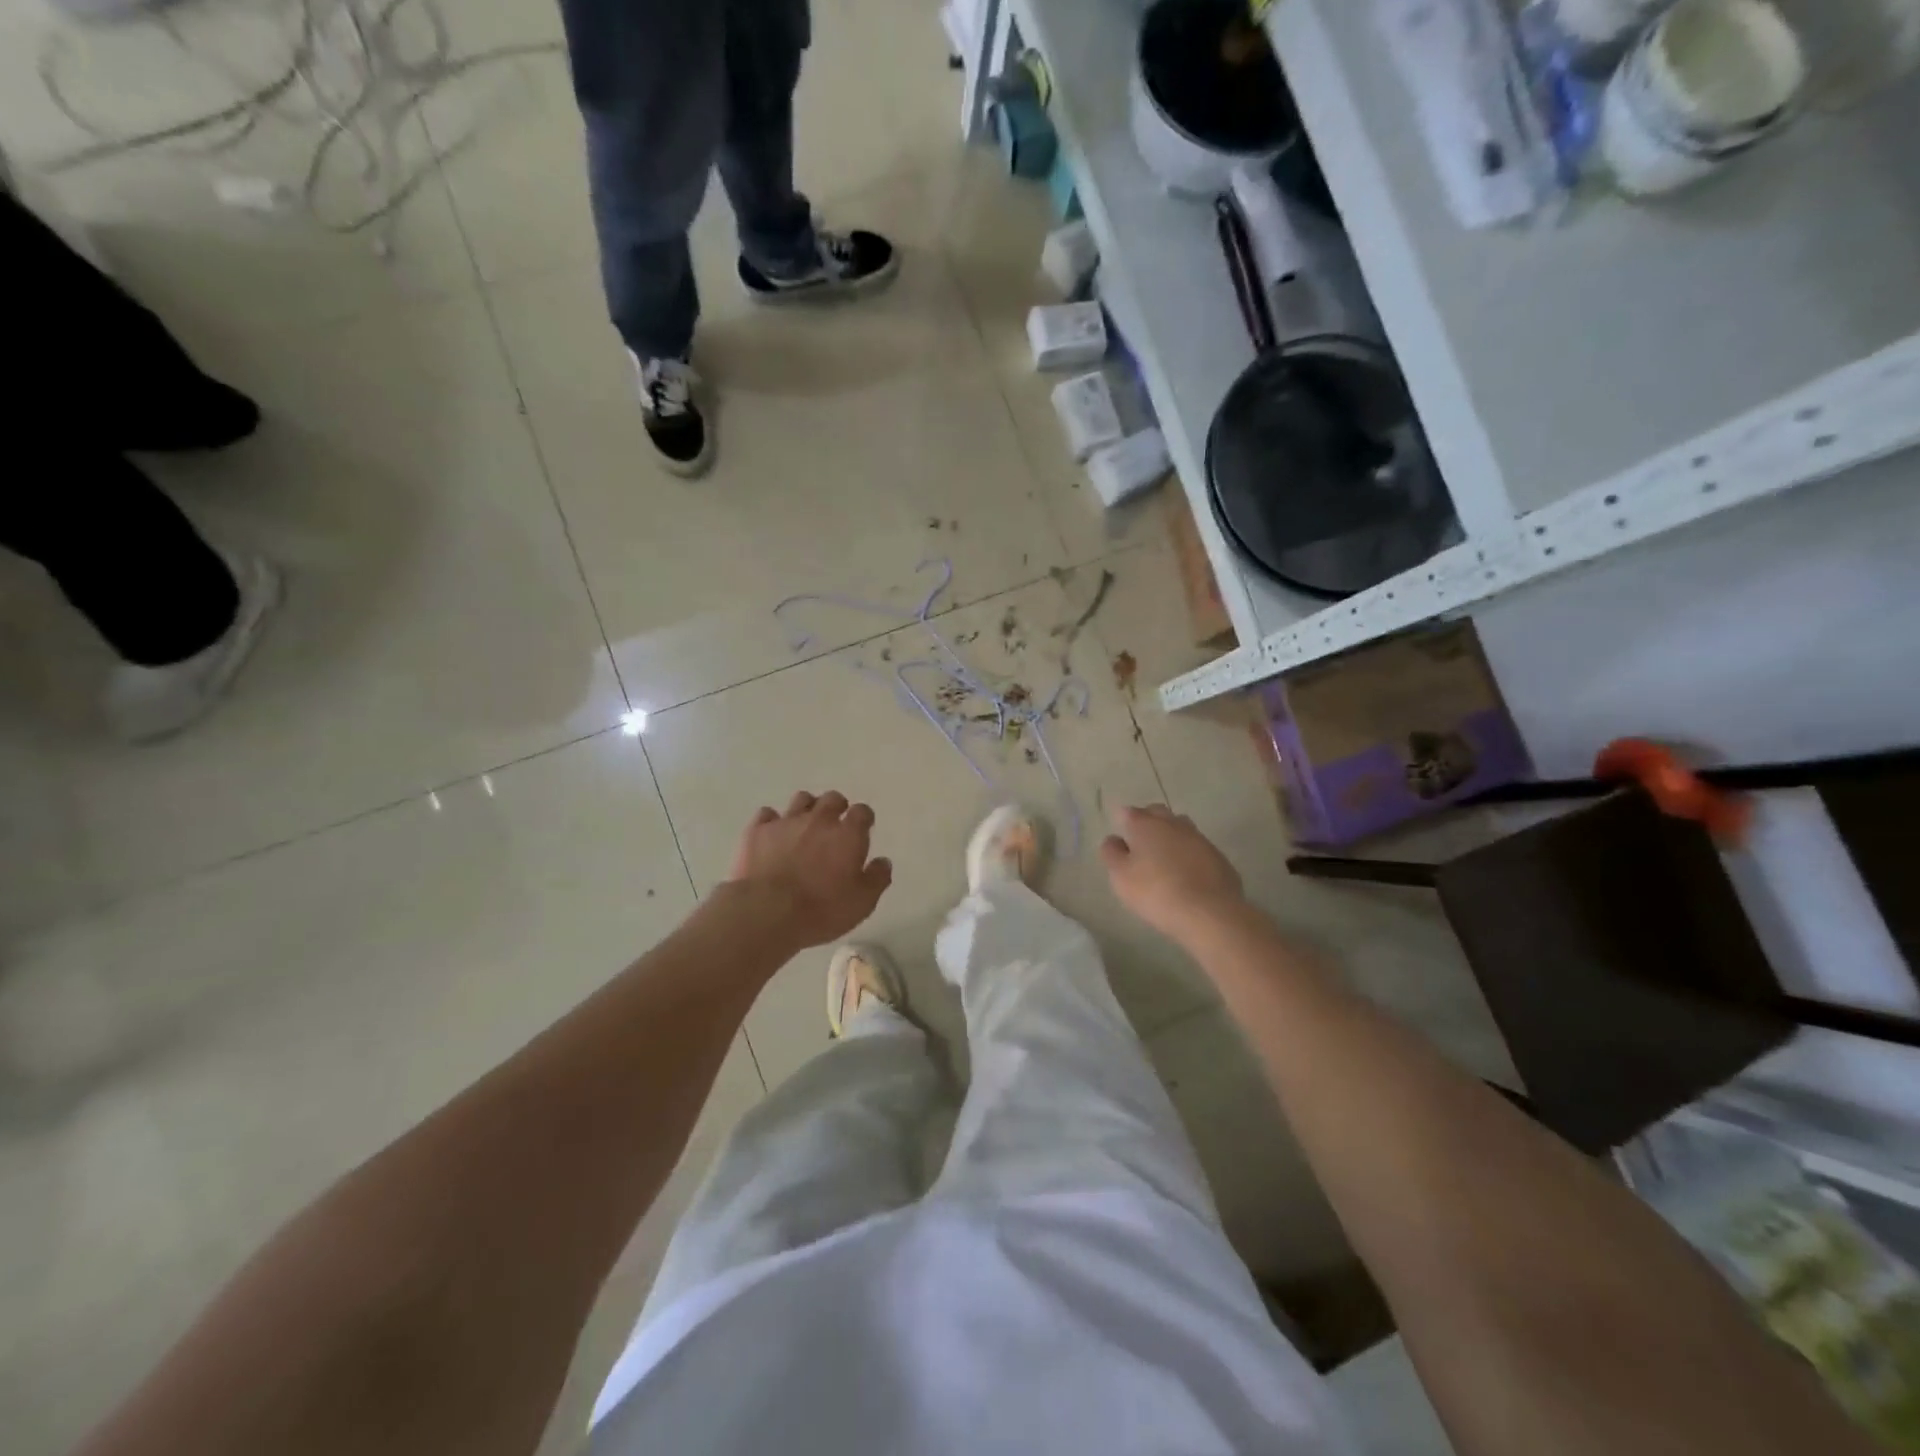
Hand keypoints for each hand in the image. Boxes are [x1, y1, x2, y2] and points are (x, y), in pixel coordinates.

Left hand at [727, 791, 892, 949]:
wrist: (767, 912)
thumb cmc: (821, 910)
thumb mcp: (862, 903)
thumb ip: (877, 878)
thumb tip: (883, 862)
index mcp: (848, 834)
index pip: (862, 812)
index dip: (863, 819)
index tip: (862, 829)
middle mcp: (819, 820)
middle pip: (832, 798)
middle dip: (836, 807)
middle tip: (834, 826)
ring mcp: (786, 822)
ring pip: (801, 799)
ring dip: (807, 809)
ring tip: (804, 826)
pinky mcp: (758, 830)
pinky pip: (767, 814)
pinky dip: (772, 821)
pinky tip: (773, 835)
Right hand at [1100, 804, 1244, 943]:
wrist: (1210, 913)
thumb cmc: (1156, 892)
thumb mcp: (1121, 877)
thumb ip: (1112, 854)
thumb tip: (1114, 839)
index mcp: (1146, 825)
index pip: (1129, 812)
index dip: (1122, 822)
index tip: (1120, 836)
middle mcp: (1173, 824)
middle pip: (1157, 813)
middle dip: (1148, 822)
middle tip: (1140, 843)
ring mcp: (1199, 839)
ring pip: (1181, 828)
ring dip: (1171, 837)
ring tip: (1164, 859)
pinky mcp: (1219, 857)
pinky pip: (1198, 849)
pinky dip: (1190, 855)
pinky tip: (1187, 875)